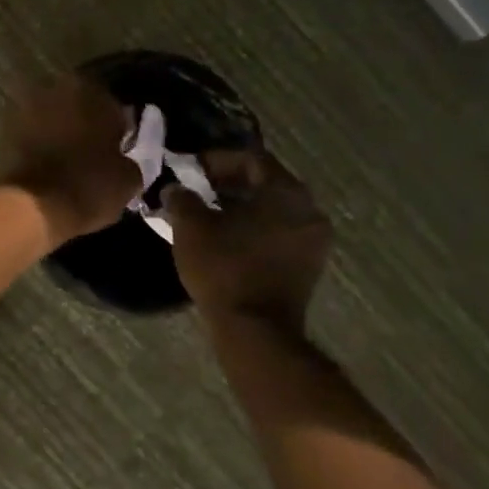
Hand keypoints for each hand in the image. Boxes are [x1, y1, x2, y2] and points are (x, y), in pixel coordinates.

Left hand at [0, 75, 140, 244]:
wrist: (32, 206)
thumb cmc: (88, 187)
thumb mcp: (128, 179)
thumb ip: (129, 158)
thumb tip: (122, 158)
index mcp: (93, 93)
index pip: (112, 105)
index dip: (116, 127)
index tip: (118, 146)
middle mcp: (58, 90)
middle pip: (78, 104)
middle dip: (85, 122)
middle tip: (92, 149)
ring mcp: (27, 108)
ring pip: (52, 115)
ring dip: (60, 130)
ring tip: (68, 157)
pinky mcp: (5, 130)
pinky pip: (31, 132)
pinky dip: (39, 142)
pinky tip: (47, 163)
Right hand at [164, 149, 333, 331]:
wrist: (255, 330)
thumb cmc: (224, 268)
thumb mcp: (190, 226)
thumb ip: (182, 198)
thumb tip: (175, 188)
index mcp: (285, 191)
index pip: (251, 159)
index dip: (217, 160)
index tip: (190, 170)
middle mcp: (308, 209)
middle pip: (265, 183)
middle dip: (229, 183)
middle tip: (197, 189)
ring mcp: (313, 240)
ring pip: (273, 209)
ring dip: (242, 206)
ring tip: (208, 214)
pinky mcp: (309, 266)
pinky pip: (279, 232)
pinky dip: (254, 228)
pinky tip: (227, 238)